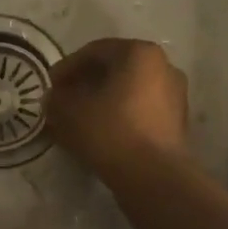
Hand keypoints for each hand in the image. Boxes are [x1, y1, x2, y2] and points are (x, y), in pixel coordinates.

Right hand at [47, 38, 189, 177]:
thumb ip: (56, 98)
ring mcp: (175, 95)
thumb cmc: (110, 130)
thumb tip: (53, 98)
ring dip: (102, 101)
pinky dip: (119, 116)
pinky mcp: (177, 123)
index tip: (50, 86)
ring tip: (79, 119)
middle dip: (86, 83)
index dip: (67, 68)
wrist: (154, 177)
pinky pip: (140, 111)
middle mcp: (164, 66)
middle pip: (114, 69)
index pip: (95, 51)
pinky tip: (100, 133)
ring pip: (128, 91)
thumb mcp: (69, 111)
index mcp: (140, 52)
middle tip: (63, 100)